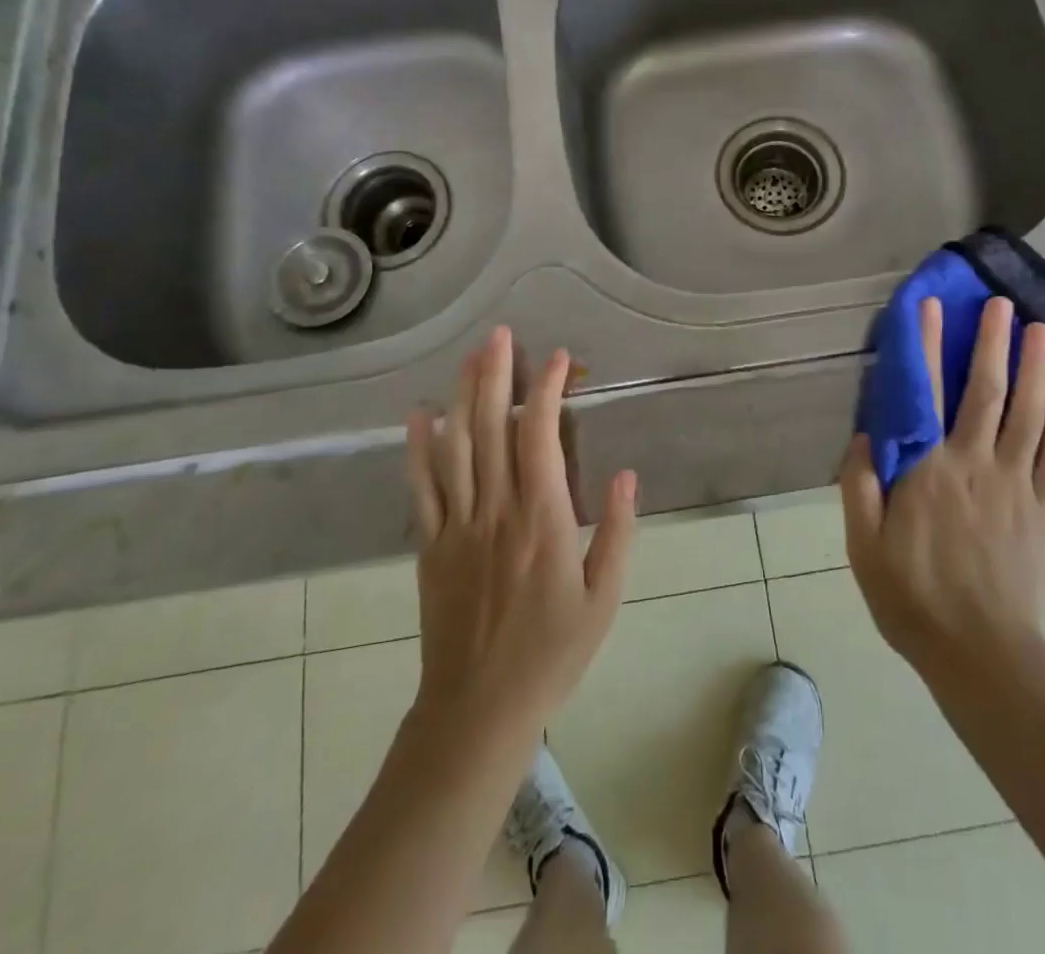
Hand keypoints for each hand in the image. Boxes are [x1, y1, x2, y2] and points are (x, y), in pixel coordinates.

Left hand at [405, 326, 636, 733]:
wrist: (478, 710)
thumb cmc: (552, 654)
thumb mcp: (604, 598)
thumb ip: (618, 532)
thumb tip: (627, 474)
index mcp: (542, 519)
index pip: (540, 436)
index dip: (547, 390)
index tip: (558, 359)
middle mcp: (496, 510)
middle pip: (491, 428)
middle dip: (496, 374)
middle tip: (499, 334)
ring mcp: (457, 525)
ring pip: (455, 446)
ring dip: (461, 395)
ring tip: (468, 356)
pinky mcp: (430, 545)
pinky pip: (422, 487)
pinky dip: (417, 447)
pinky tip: (418, 414)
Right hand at [840, 296, 1044, 675]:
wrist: (981, 654)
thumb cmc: (912, 597)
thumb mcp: (863, 545)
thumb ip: (860, 485)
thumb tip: (865, 434)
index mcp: (928, 469)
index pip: (926, 394)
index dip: (927, 346)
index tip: (930, 307)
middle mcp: (976, 464)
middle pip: (987, 392)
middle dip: (992, 343)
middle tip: (1001, 304)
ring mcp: (1015, 486)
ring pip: (1029, 415)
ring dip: (1036, 369)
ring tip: (1042, 330)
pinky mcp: (1042, 511)